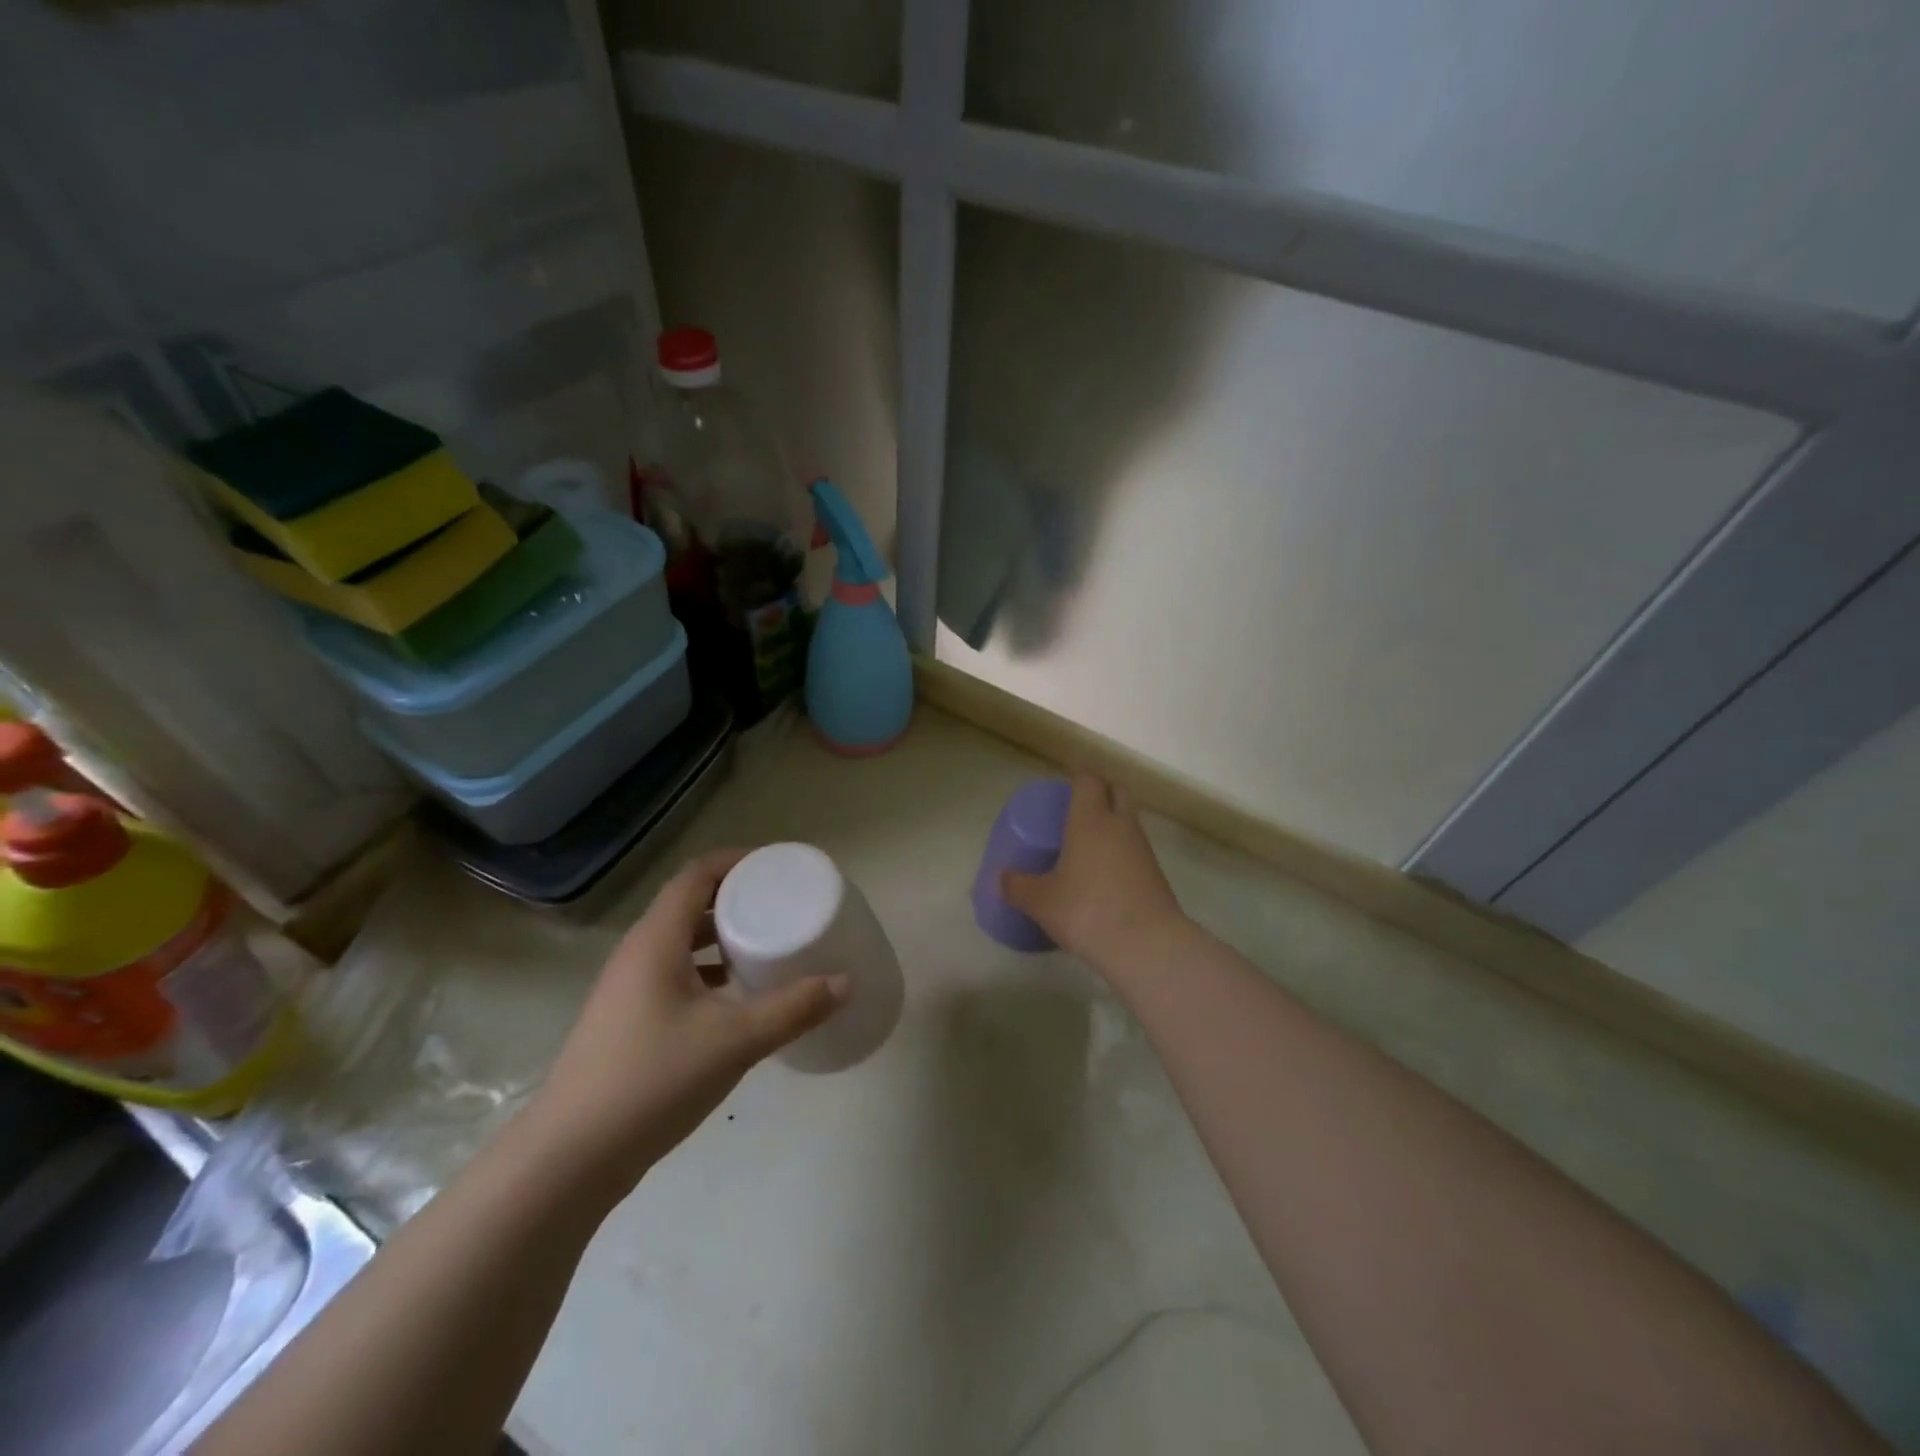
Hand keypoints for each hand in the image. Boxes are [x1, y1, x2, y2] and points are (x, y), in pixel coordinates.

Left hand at [529, 848, 849, 1191]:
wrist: (570, 1158)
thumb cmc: (654, 1079)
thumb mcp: (735, 1040)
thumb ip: (793, 1009)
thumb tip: (845, 983)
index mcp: (657, 940)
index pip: (696, 875)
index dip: (736, 861)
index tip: (777, 868)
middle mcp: (637, 954)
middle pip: (689, 904)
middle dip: (735, 899)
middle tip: (781, 905)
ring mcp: (626, 989)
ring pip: (680, 942)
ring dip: (721, 937)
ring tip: (765, 947)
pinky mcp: (625, 1021)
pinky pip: (672, 974)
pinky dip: (706, 971)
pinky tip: (735, 1000)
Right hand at [1002, 773, 1184, 967]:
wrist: (1147, 945)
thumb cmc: (1087, 911)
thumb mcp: (1041, 901)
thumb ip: (1017, 886)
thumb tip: (1001, 878)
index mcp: (1091, 819)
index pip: (1088, 779)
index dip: (1077, 773)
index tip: (1066, 776)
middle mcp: (1120, 825)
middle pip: (1116, 790)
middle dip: (1100, 790)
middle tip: (1078, 803)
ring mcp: (1143, 849)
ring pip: (1129, 820)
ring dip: (1113, 821)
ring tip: (1089, 839)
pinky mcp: (1156, 874)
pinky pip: (1136, 848)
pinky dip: (1121, 849)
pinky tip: (1105, 871)